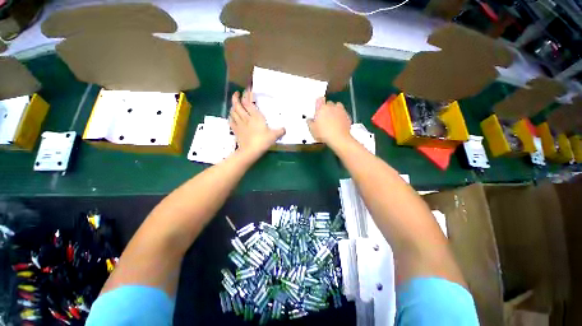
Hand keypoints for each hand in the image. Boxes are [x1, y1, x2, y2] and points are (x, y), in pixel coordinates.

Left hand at [229, 89, 284, 158]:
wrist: (250, 151)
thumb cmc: (263, 141)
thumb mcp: (274, 135)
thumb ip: (280, 131)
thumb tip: (285, 129)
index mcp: (255, 116)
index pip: (248, 102)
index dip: (246, 94)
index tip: (247, 89)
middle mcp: (245, 117)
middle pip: (237, 104)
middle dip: (236, 97)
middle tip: (237, 93)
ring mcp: (239, 124)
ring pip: (233, 111)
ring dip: (233, 106)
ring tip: (234, 103)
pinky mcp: (235, 130)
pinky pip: (231, 120)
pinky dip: (231, 116)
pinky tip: (232, 115)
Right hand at [307, 98, 352, 146]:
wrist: (338, 138)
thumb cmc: (324, 133)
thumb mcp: (312, 130)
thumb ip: (310, 123)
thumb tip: (309, 120)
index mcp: (321, 108)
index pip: (319, 99)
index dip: (318, 103)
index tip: (317, 107)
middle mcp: (331, 107)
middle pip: (328, 103)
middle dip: (326, 109)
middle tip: (323, 117)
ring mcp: (340, 111)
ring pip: (337, 107)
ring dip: (334, 111)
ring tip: (331, 120)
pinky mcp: (347, 116)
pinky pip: (343, 114)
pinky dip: (341, 117)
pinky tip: (338, 124)